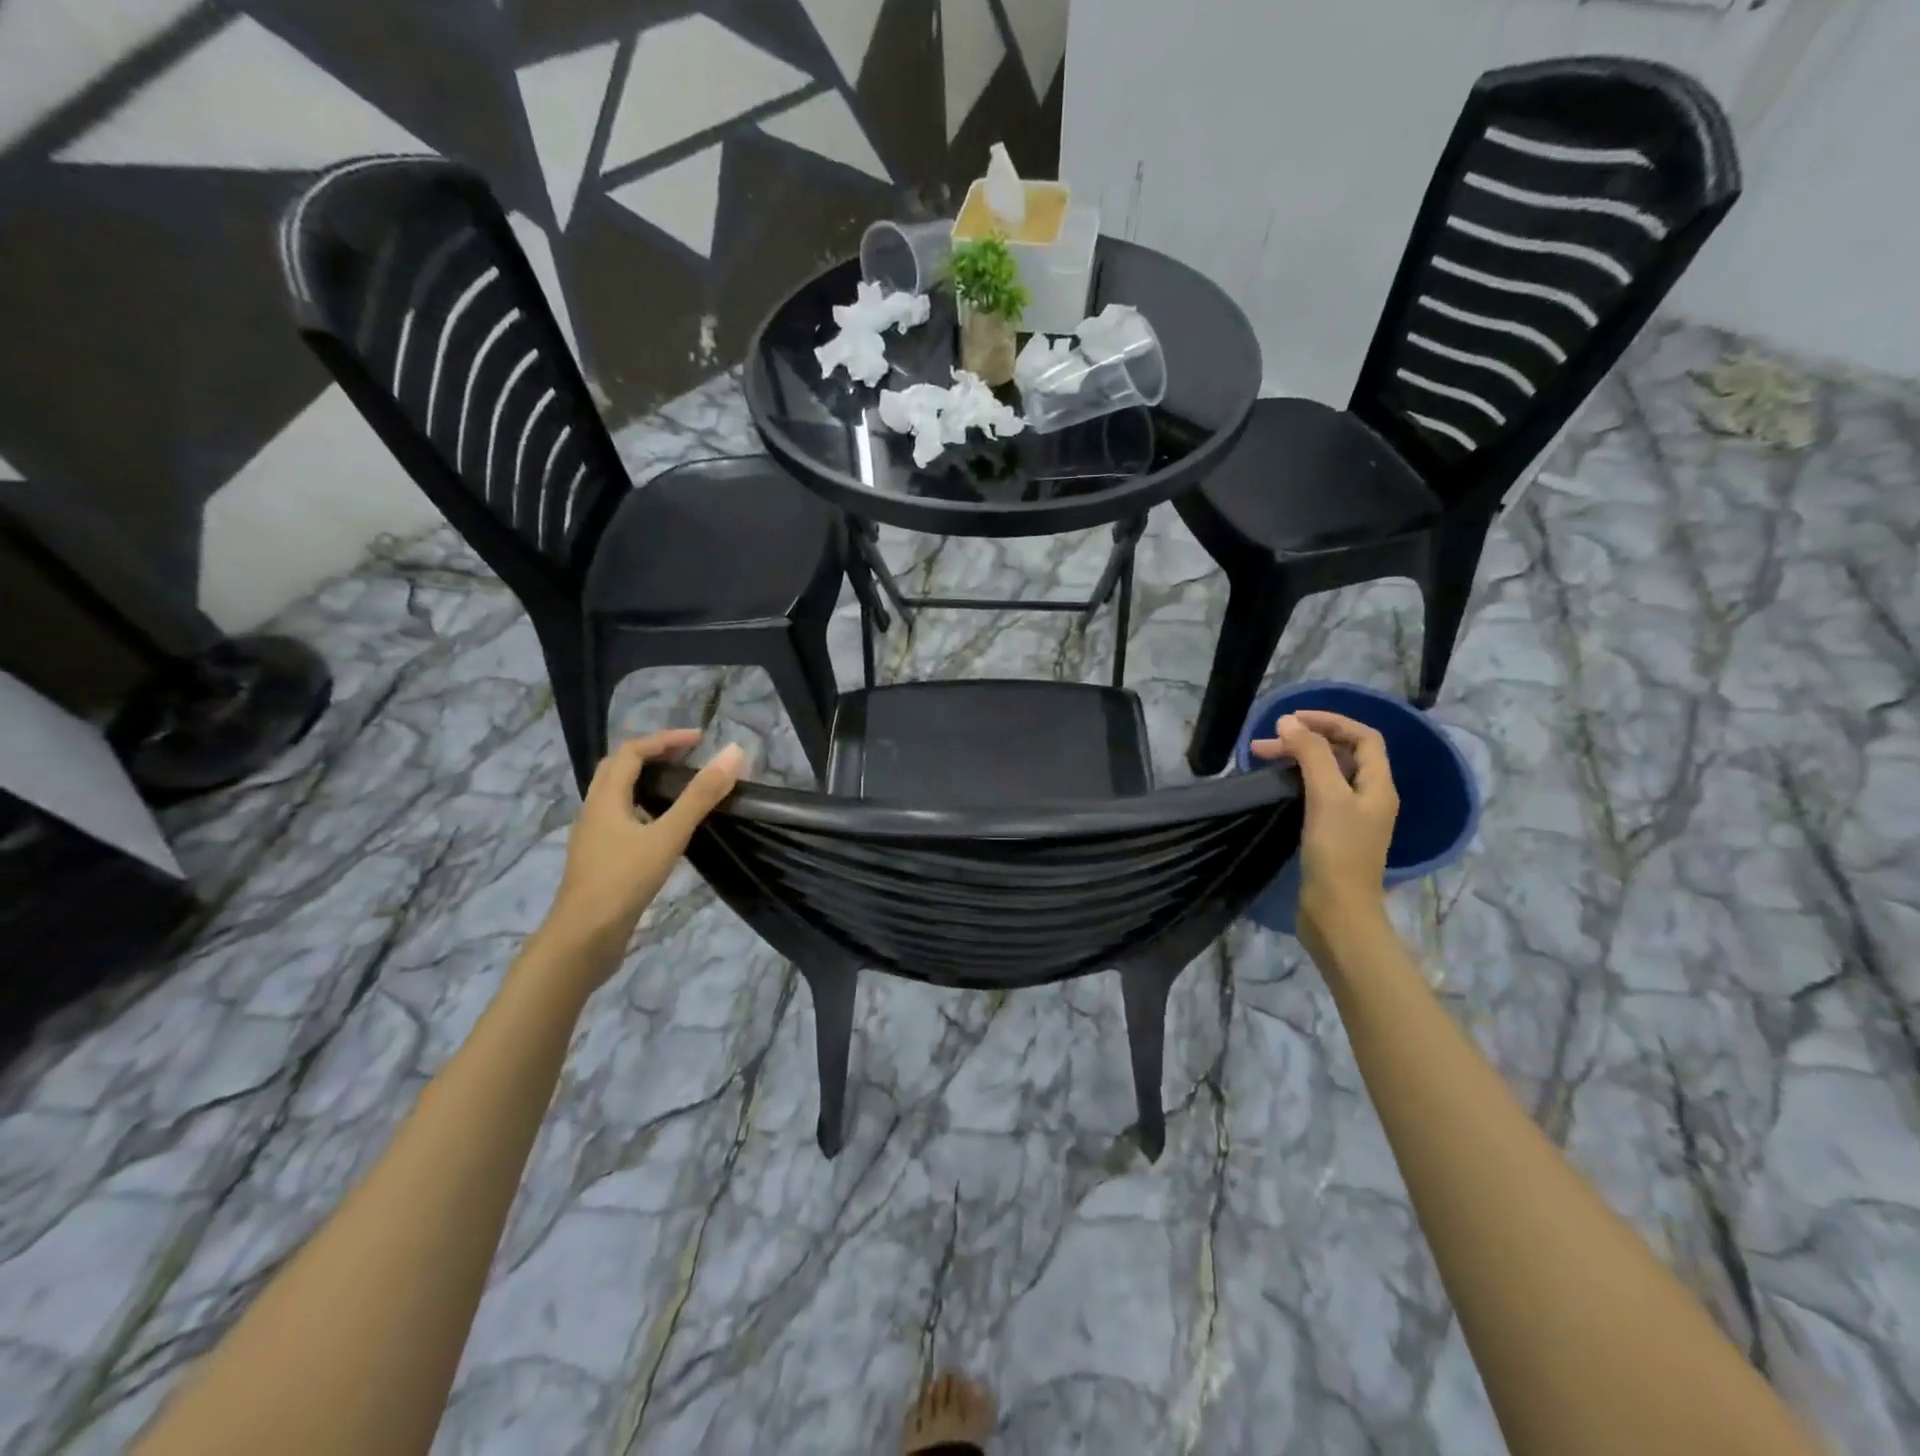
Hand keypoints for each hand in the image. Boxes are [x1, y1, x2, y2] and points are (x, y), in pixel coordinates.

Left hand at [537, 731, 745, 980]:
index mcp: (605, 798)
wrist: (582, 939)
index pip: (632, 752)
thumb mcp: (667, 835)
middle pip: (617, 769)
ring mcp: (593, 837)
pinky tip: (663, 828)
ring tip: (679, 786)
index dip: (665, 740)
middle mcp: (594, 811)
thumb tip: (733, 753)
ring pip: (616, 795)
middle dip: (651, 755)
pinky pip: (620, 819)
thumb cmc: (623, 881)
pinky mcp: (599, 860)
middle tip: (686, 756)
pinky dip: (643, 808)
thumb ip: (700, 795)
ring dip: (645, 781)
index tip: (700, 740)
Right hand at [1251, 711, 1398, 959]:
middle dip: (1307, 741)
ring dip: (1298, 760)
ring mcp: (1352, 818)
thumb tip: (1289, 722)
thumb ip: (1311, 755)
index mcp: (1378, 786)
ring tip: (1260, 759)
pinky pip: (1317, 795)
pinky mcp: (1332, 835)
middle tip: (1265, 742)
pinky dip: (1296, 782)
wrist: (1337, 913)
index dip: (1331, 721)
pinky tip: (1274, 787)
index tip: (1293, 719)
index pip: (1363, 737)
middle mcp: (1370, 798)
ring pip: (1327, 775)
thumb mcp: (1326, 797)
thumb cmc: (1337, 852)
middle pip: (1343, 754)